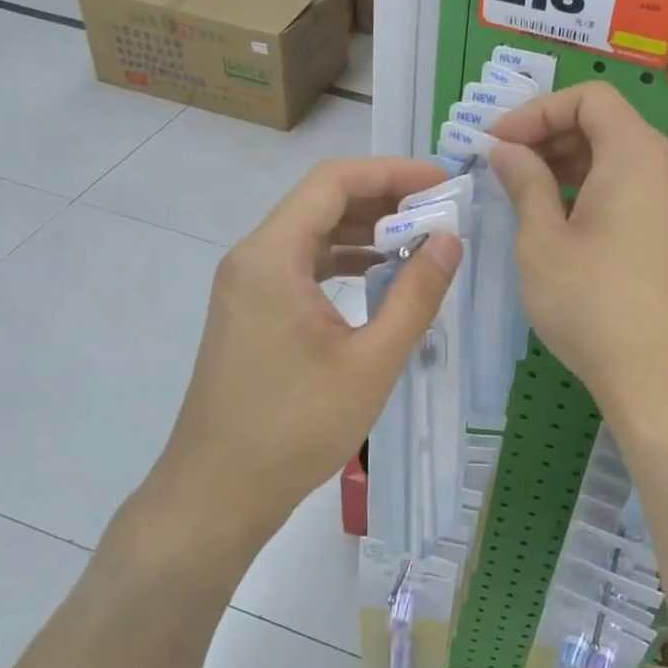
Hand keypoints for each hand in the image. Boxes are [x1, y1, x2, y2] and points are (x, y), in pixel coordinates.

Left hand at [132, 157, 460, 557]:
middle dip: (384, 201)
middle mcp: (253, 258)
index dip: (392, 173)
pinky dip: (344, 262)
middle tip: (441, 214)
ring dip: (365, 232)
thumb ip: (415, 295)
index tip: (442, 185)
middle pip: (322, 202)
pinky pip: (302, 266)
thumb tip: (451, 241)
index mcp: (272, 256)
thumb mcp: (371, 361)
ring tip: (422, 242)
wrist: (216, 494)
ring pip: (312, 234)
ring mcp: (247, 286)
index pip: (334, 181)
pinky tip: (381, 278)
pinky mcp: (252, 312)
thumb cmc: (294, 428)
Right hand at [490, 82, 667, 424]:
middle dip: (550, 135)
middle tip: (504, 167)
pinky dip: (596, 189)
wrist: (663, 379)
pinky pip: (635, 189)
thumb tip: (507, 151)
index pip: (589, 98)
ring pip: (621, 159)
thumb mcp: (542, 241)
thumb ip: (525, 184)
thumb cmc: (594, 305)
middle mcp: (667, 168)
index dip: (537, 111)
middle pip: (607, 124)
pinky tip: (564, 223)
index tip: (497, 143)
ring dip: (571, 164)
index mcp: (636, 155)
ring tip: (527, 194)